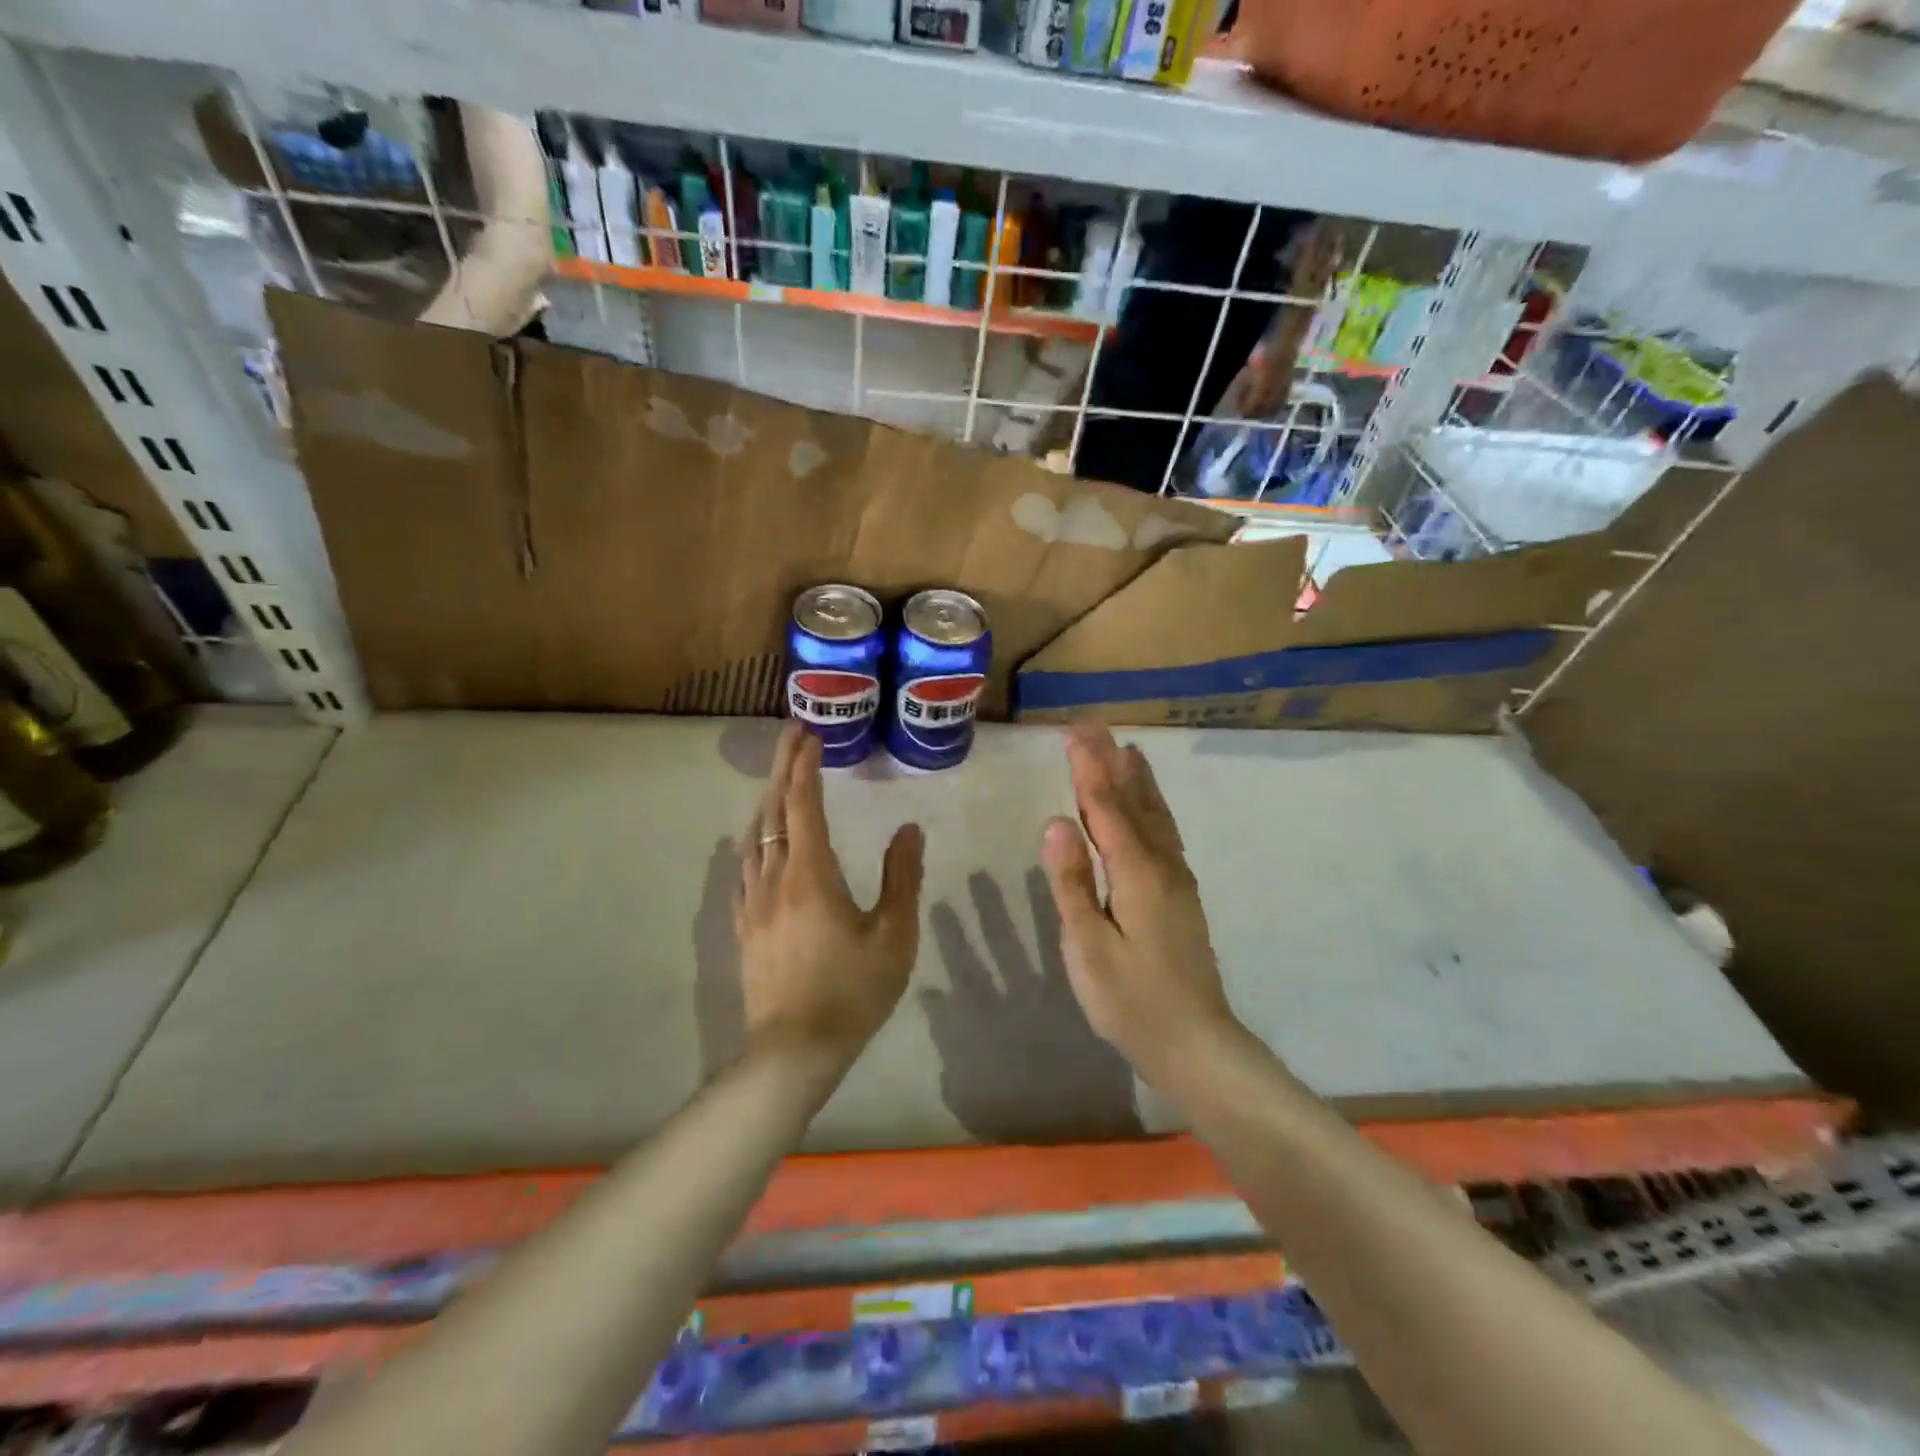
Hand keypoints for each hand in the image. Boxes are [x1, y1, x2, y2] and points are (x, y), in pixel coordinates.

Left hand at [734, 724, 924, 1070]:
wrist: (794, 1050)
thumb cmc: (852, 991)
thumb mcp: (893, 935)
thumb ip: (901, 877)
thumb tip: (908, 830)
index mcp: (810, 874)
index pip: (802, 804)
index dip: (804, 766)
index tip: (810, 734)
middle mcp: (774, 878)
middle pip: (773, 810)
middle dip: (782, 768)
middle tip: (792, 734)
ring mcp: (753, 902)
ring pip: (753, 836)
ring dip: (767, 800)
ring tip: (780, 779)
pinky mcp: (744, 926)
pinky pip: (743, 868)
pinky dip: (753, 840)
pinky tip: (756, 843)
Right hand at [1040, 725, 1237, 1085]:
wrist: (1195, 1044)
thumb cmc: (1131, 1001)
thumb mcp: (1088, 947)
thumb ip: (1072, 882)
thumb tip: (1056, 822)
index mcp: (1137, 874)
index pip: (1106, 808)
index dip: (1088, 768)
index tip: (1074, 731)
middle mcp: (1162, 865)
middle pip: (1133, 802)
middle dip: (1111, 763)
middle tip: (1094, 727)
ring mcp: (1177, 880)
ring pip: (1155, 816)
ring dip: (1137, 780)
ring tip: (1127, 750)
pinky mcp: (1181, 895)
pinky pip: (1163, 833)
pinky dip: (1151, 807)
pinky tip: (1148, 808)